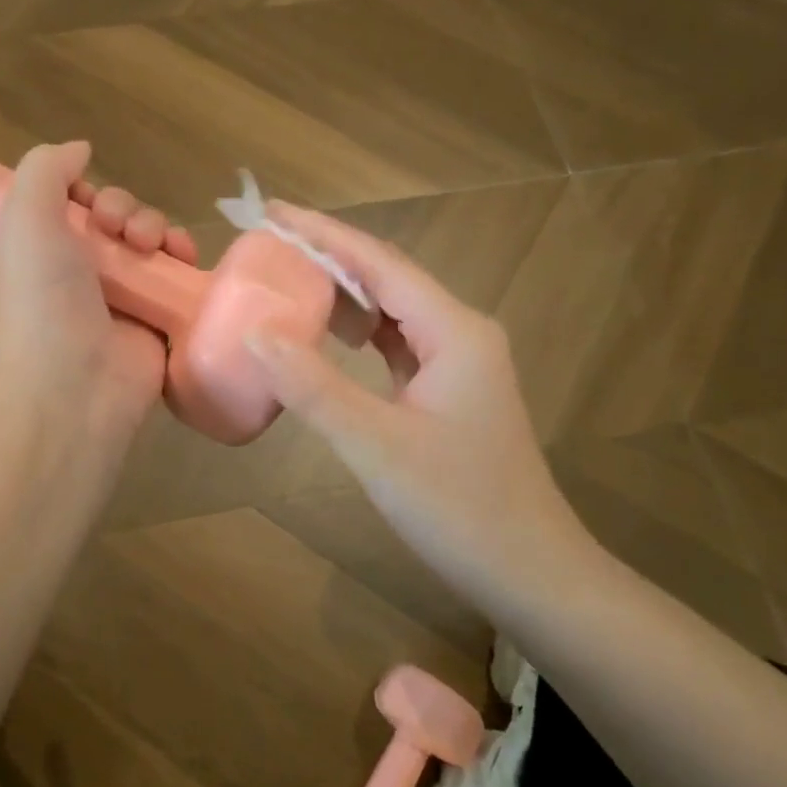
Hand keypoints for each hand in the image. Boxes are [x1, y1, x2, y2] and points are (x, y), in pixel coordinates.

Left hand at [0, 142, 194, 441]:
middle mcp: (79, 273)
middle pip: (117, 220)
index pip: (72, 205)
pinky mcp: (157, 321)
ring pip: (151, 243)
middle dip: (127, 211)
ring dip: (158, 228)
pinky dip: (184, 259)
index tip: (92, 204)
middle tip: (123, 232)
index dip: (89, 193)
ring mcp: (121, 299)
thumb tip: (80, 149)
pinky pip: (177, 277)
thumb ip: (45, 170)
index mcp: (41, 252)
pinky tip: (184, 257)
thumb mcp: (23, 220)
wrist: (72, 390)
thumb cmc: (41, 302)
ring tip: (152, 246)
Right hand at [245, 205, 599, 610]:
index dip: (322, 233)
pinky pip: (395, 343)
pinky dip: (357, 332)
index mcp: (454, 330)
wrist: (531, 574)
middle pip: (386, 278)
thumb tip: (254, 330)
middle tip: (267, 246)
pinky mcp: (448, 390)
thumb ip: (312, 385)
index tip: (271, 212)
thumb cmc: (458, 507)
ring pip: (391, 310)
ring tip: (285, 280)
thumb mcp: (375, 445)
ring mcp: (458, 362)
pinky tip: (327, 335)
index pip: (378, 262)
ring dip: (341, 294)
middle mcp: (460, 332)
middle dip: (326, 257)